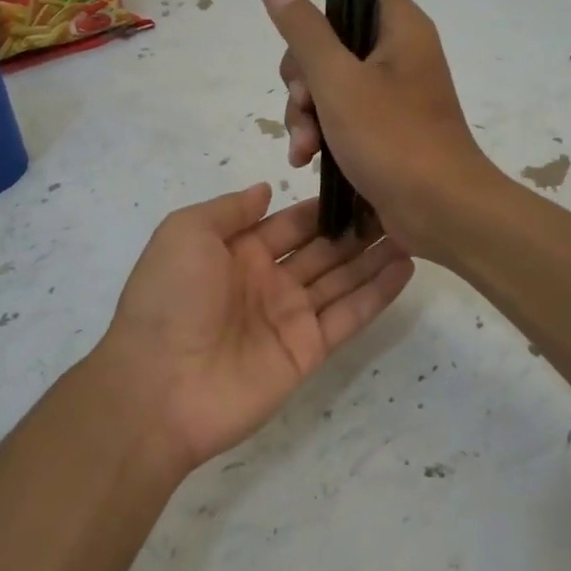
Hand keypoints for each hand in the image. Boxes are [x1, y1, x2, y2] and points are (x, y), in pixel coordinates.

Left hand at [97, 184, 413, 467]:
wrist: (158, 386)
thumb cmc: (169, 297)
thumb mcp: (186, 233)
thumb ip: (230, 209)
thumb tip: (265, 189)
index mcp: (236, 252)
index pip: (289, 223)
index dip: (321, 207)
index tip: (359, 185)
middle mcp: (267, 282)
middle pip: (321, 250)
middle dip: (355, 230)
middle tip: (396, 204)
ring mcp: (289, 318)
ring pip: (342, 280)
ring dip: (374, 257)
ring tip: (411, 230)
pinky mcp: (308, 351)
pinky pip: (349, 316)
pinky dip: (377, 293)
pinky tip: (405, 267)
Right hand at [262, 0, 497, 259]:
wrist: (442, 212)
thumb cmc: (394, 140)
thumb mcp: (339, 82)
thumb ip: (305, 31)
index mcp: (399, 26)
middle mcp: (395, 51)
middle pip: (330, 32)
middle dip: (300, 69)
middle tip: (303, 98)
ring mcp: (388, 90)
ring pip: (326, 77)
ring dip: (304, 108)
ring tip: (306, 144)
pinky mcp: (380, 124)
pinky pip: (336, 110)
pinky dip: (318, 129)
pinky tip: (306, 158)